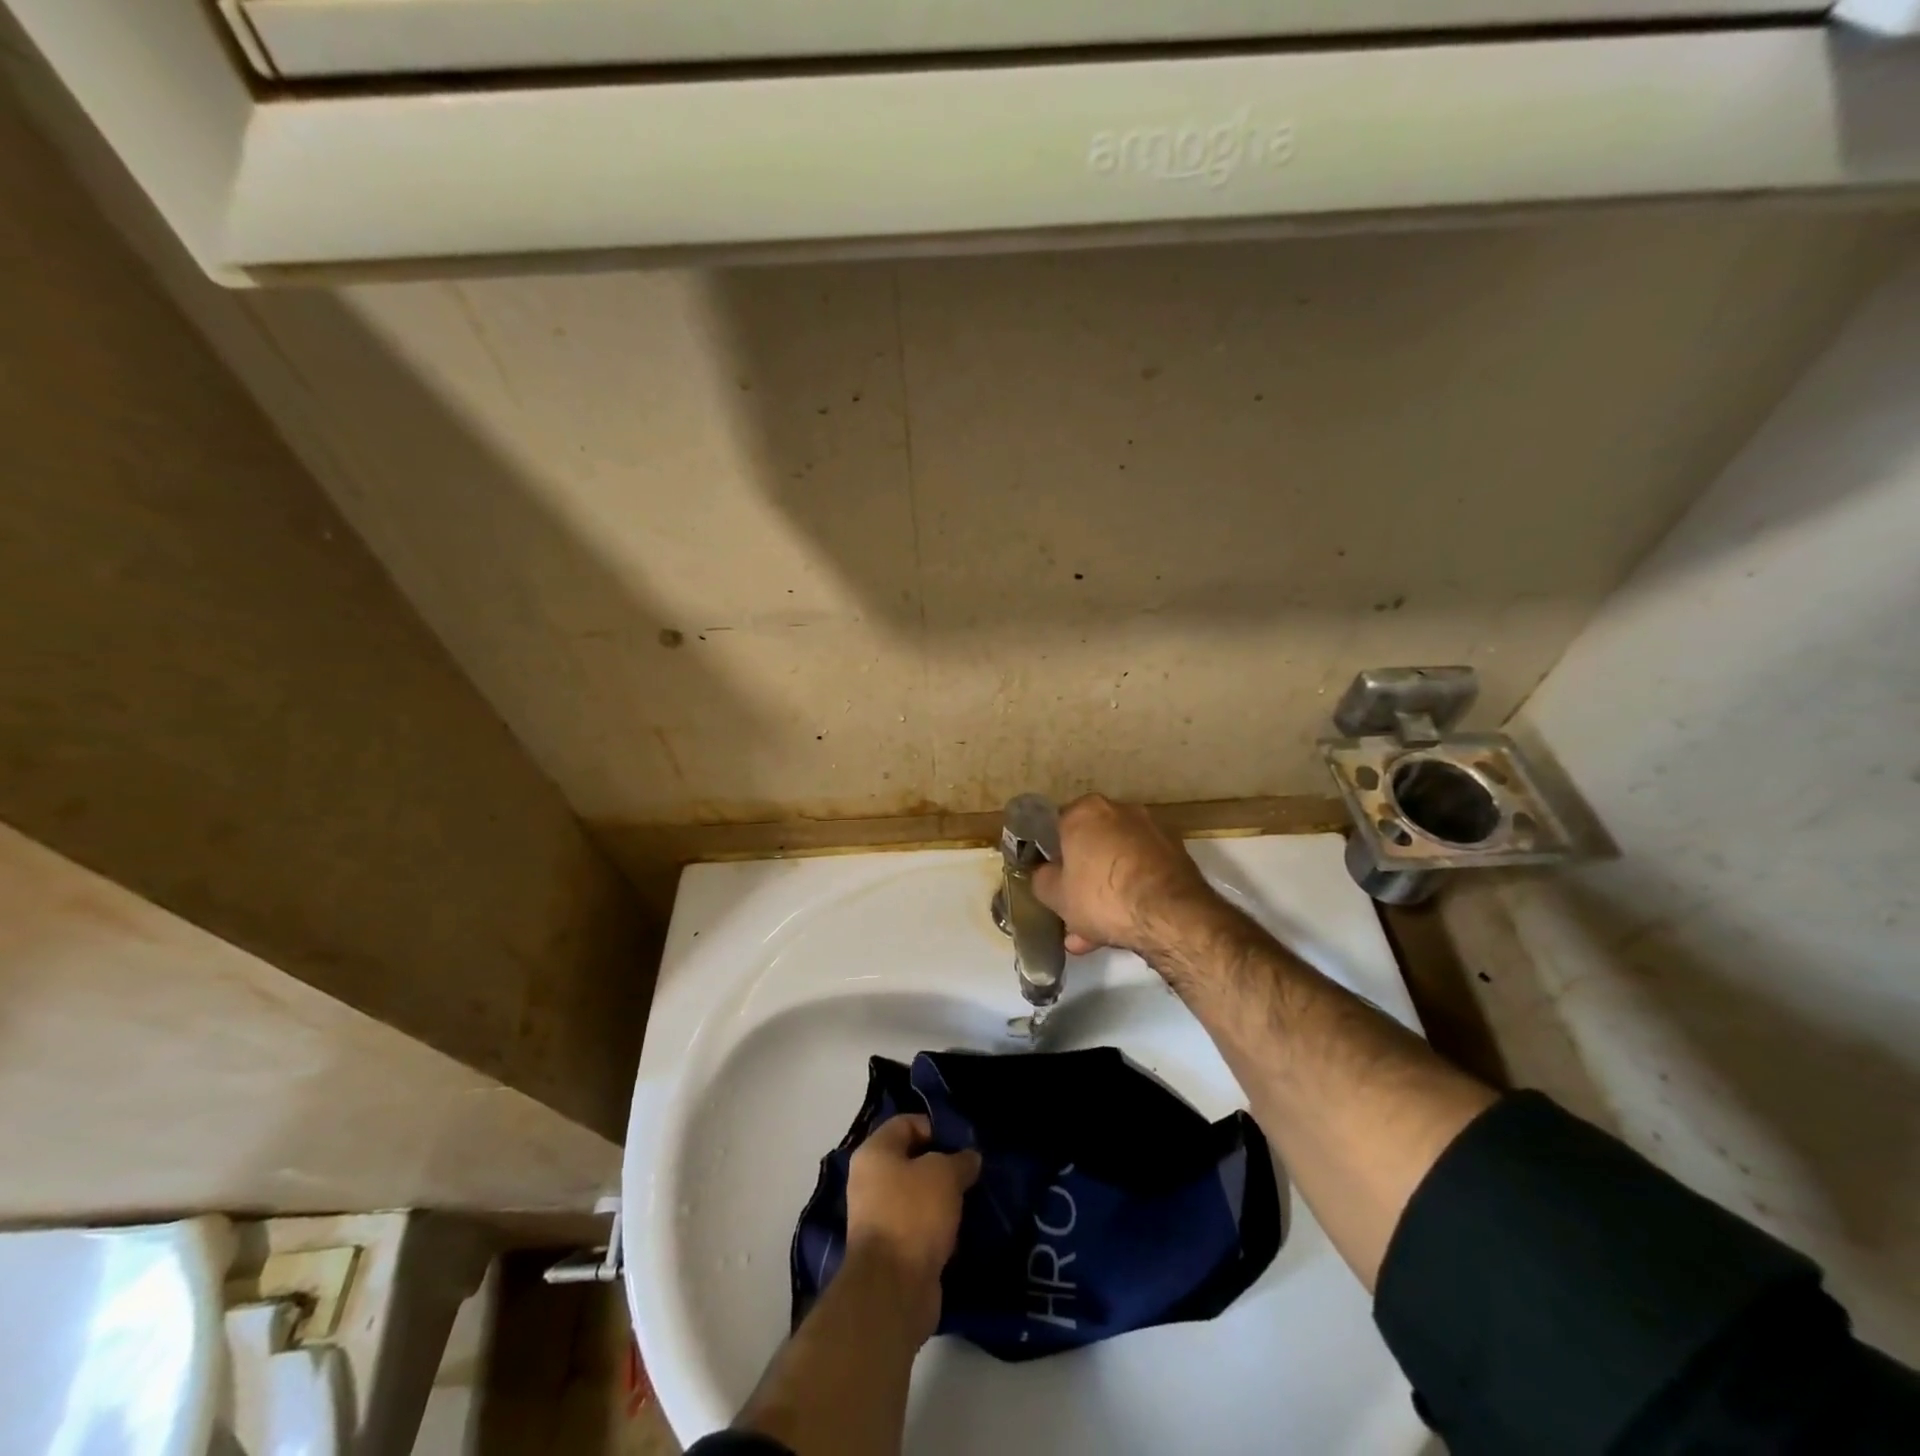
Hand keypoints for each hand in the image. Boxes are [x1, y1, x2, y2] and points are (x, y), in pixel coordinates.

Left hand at [845, 1115, 981, 1342]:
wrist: (893, 1289)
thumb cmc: (914, 1214)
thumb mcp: (945, 1174)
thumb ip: (960, 1160)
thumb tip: (970, 1159)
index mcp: (874, 1153)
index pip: (907, 1123)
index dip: (937, 1128)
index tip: (964, 1143)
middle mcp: (870, 1181)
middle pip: (912, 1160)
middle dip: (943, 1166)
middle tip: (972, 1172)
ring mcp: (878, 1218)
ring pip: (917, 1196)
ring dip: (943, 1199)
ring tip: (972, 1201)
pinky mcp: (891, 1251)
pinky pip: (919, 1227)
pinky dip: (938, 1228)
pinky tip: (962, 1231)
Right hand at [1032, 794, 1221, 958]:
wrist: (1171, 916)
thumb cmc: (1102, 896)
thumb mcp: (1054, 895)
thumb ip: (1041, 879)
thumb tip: (1045, 874)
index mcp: (1086, 810)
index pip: (1057, 826)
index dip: (1050, 856)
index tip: (1049, 880)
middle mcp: (1121, 810)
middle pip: (1090, 846)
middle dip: (1080, 879)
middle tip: (1071, 911)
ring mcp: (1152, 831)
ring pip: (1116, 863)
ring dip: (1104, 892)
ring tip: (1092, 933)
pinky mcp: (1176, 854)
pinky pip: (1140, 873)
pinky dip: (1130, 893)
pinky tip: (1120, 928)